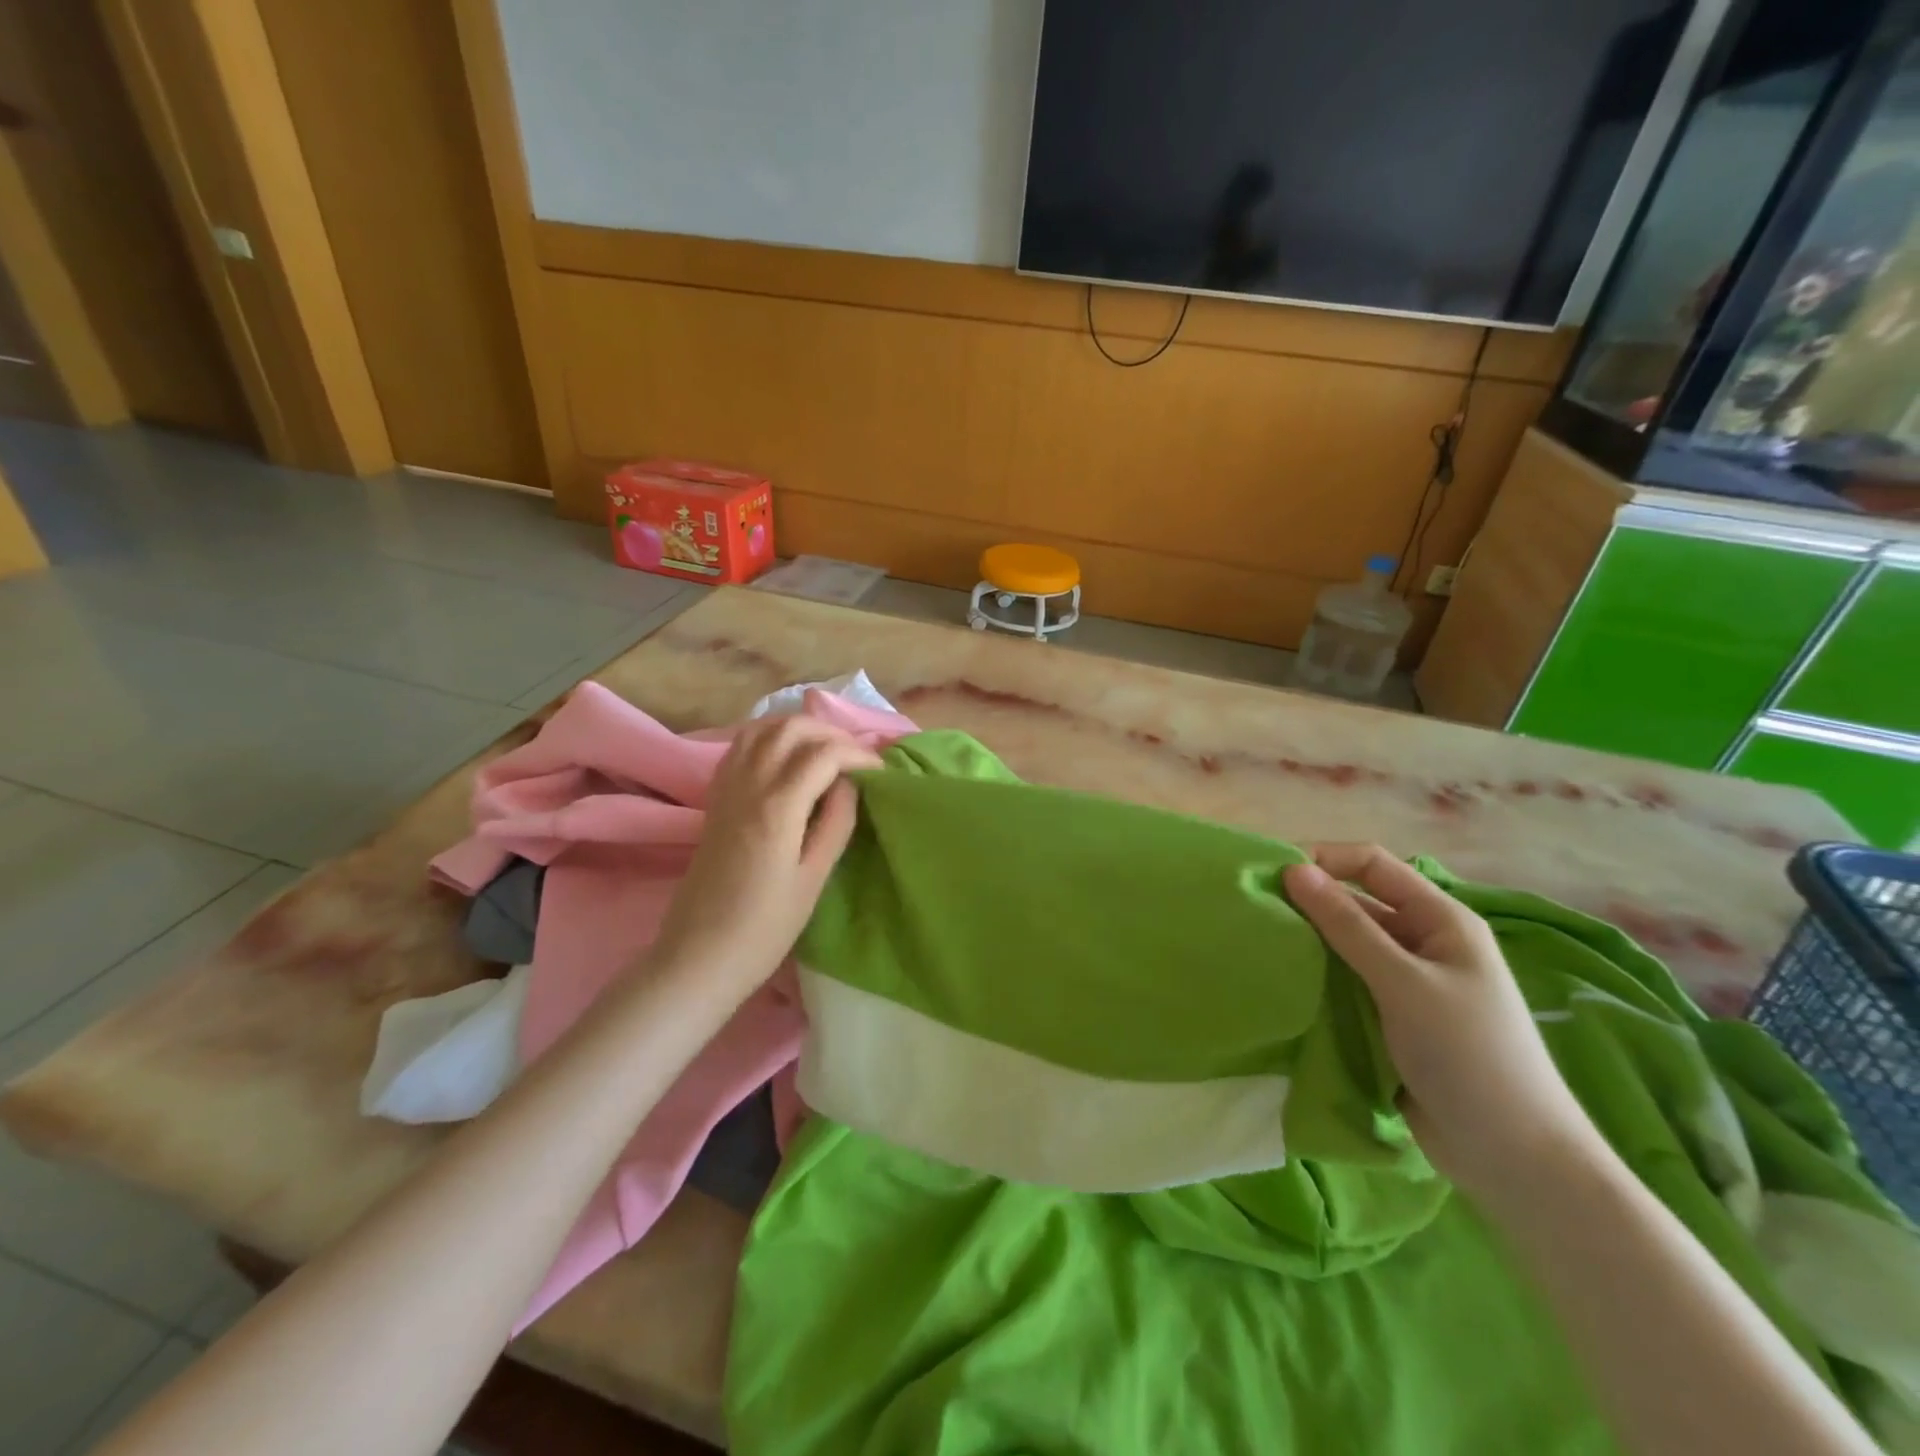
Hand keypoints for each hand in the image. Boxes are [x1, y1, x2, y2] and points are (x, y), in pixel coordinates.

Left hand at [649, 717, 882, 993]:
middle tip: (856, 758)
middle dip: (830, 732)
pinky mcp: (714, 799)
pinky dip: (769, 738)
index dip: (858, 755)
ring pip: (762, 729)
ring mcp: (726, 789)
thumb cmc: (765, 929)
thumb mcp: (814, 879)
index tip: (881, 773)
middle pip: (791, 727)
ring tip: (826, 751)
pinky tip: (786, 760)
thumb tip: (850, 784)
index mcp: (778, 806)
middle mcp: (748, 785)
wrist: (698, 957)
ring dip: (798, 729)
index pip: (824, 754)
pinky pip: (740, 747)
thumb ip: (836, 824)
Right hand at [1283, 843, 1602, 1199]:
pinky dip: (1316, 979)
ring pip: (1345, 947)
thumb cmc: (1470, 1057)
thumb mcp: (1404, 983)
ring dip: (1308, 944)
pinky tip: (1283, 983)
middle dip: (1308, 904)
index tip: (1272, 874)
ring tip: (1260, 946)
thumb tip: (1293, 870)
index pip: (1372, 865)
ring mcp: (1407, 984)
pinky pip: (1345, 984)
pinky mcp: (1391, 1019)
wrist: (1515, 1162)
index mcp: (1441, 920)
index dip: (1324, 860)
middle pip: (1355, 904)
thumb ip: (1347, 926)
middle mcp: (1423, 943)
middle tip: (1254, 912)